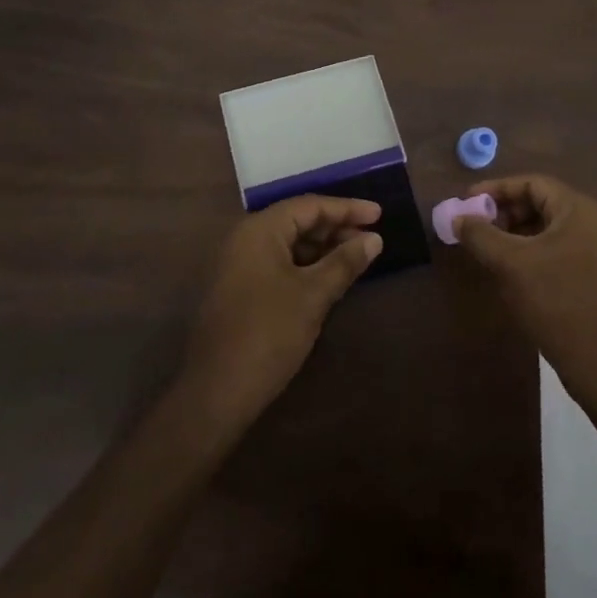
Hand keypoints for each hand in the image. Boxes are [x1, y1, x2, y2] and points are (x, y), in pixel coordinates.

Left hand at [180, 195, 382, 429]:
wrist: (216, 392)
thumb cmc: (268, 333)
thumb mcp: (313, 295)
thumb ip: (344, 262)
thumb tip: (374, 239)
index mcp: (260, 230)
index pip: (310, 205)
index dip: (347, 208)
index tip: (380, 214)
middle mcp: (246, 239)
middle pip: (298, 221)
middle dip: (336, 228)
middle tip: (372, 239)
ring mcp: (240, 265)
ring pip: (289, 244)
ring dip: (323, 249)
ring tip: (356, 258)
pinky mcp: (240, 289)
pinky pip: (279, 263)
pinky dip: (306, 266)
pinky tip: (329, 279)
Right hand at [453, 176, 596, 401]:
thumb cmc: (555, 300)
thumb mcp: (510, 264)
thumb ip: (480, 235)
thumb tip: (458, 219)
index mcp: (580, 210)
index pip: (533, 183)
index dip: (497, 189)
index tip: (468, 201)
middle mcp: (595, 223)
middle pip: (543, 203)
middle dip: (506, 213)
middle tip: (477, 227)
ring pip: (550, 229)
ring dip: (517, 234)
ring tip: (490, 250)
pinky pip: (560, 249)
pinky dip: (533, 252)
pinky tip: (513, 271)